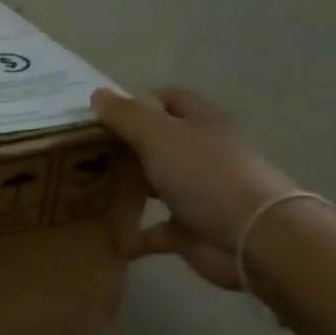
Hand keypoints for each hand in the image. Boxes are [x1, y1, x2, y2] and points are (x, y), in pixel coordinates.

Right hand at [91, 88, 296, 289]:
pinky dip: (134, 237)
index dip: (138, 103)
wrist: (252, 237)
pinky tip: (109, 240)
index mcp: (202, 124)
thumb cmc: (206, 175)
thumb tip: (98, 94)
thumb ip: (127, 116)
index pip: (170, 101)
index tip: (101, 116)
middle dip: (125, 147)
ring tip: (88, 192)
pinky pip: (156, 232)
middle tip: (84, 153)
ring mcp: (199, 193)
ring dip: (127, 190)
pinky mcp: (192, 230)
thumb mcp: (159, 136)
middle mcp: (203, 154)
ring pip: (157, 186)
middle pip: (160, 143)